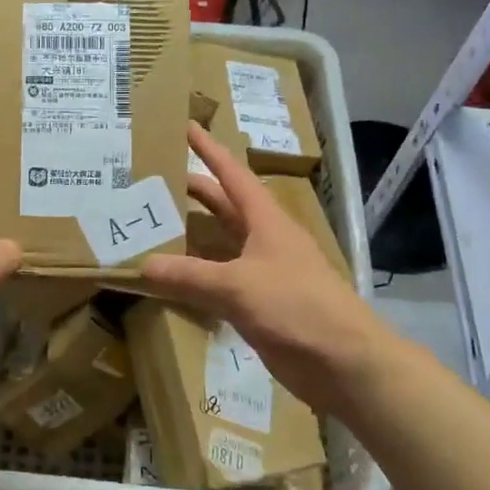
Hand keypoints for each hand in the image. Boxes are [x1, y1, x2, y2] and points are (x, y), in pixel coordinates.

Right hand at [140, 122, 388, 415]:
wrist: (346, 363)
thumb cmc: (298, 308)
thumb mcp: (238, 287)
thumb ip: (189, 276)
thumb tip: (143, 266)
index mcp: (266, 221)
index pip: (232, 175)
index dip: (209, 150)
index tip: (185, 127)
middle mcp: (265, 240)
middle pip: (225, 207)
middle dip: (194, 192)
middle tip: (154, 182)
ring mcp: (265, 273)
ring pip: (222, 245)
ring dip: (193, 236)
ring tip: (155, 227)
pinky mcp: (262, 305)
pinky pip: (222, 281)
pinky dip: (198, 277)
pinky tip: (175, 281)